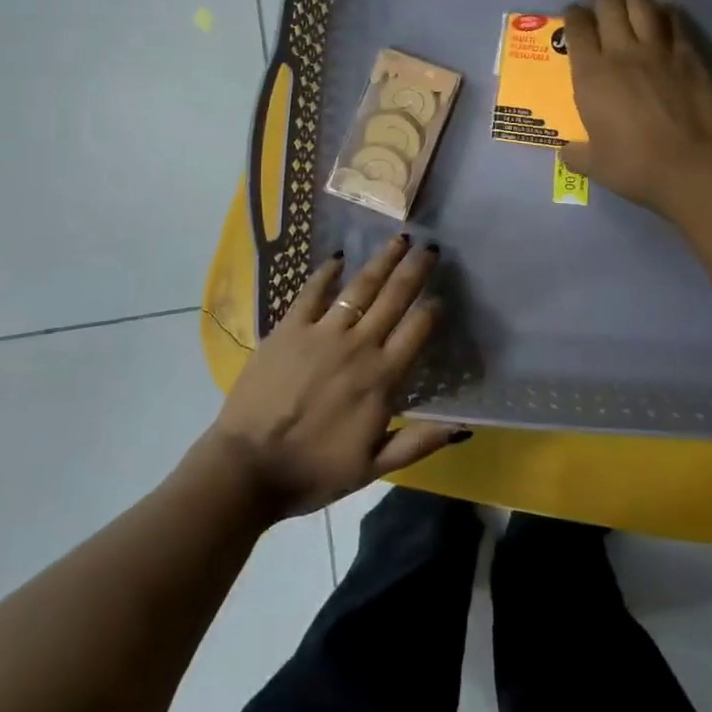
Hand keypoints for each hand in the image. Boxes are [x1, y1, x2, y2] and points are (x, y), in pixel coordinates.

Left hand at [207, 235, 467, 517]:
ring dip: (382, 261)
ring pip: (360, 287)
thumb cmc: (314, 471)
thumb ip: (419, 443)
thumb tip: (463, 428)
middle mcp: (358, 346)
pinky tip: (338, 257)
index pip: (418, 330)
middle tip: (430, 247)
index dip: (433, 309)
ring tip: (398, 240)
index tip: (441, 296)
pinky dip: (327, 273)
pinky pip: (312, 292)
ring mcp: (322, 333)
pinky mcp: (289, 327)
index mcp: (382, 379)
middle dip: (415, 270)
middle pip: (394, 298)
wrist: (248, 468)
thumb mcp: (374, 467)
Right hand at [560, 0, 711, 215]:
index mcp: (591, 75)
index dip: (572, 16)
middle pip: (608, 4)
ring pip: (641, 4)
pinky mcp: (689, 55)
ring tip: (631, 8)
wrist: (691, 167)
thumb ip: (577, 154)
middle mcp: (621, 52)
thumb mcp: (595, 165)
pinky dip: (666, 14)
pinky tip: (664, 19)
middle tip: (601, 10)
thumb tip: (567, 153)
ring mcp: (658, 50)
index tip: (573, 18)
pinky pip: (675, 20)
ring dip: (632, 1)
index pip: (576, 27)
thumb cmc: (634, 166)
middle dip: (602, 1)